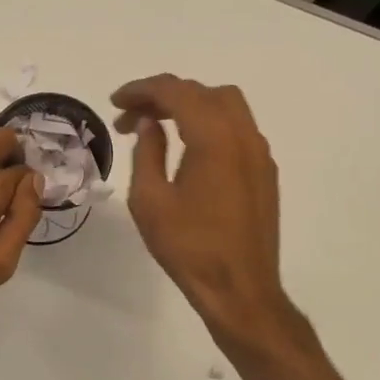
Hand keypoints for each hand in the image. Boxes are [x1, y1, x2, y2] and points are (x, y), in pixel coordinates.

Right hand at [111, 75, 292, 344]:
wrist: (240, 289)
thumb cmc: (189, 247)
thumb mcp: (150, 201)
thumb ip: (147, 153)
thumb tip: (148, 125)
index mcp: (214, 138)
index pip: (176, 92)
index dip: (142, 90)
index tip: (115, 102)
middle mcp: (243, 135)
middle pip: (203, 92)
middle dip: (164, 95)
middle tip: (130, 116)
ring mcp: (259, 153)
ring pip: (226, 106)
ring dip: (189, 106)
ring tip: (157, 127)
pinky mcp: (264, 172)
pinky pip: (237, 129)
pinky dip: (209, 124)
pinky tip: (187, 149)